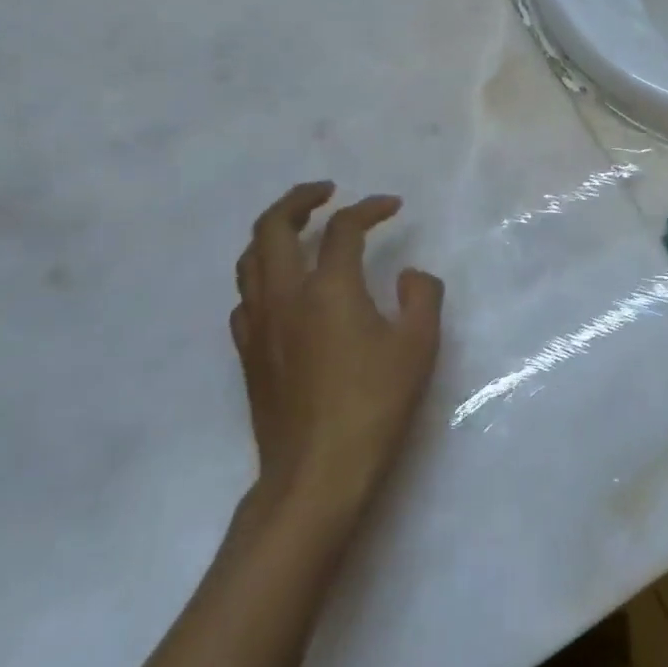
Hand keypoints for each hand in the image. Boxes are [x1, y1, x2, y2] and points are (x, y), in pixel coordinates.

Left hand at [230, 180, 442, 523]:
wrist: (316, 474)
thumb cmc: (374, 405)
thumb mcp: (418, 346)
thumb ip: (422, 295)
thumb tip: (407, 274)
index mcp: (329, 288)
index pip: (344, 228)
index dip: (369, 208)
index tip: (392, 205)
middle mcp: (285, 296)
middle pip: (273, 227)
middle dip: (298, 199)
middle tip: (325, 192)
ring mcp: (259, 326)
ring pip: (249, 259)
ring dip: (273, 232)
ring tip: (300, 229)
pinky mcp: (248, 354)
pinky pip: (245, 296)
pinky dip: (263, 274)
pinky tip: (283, 288)